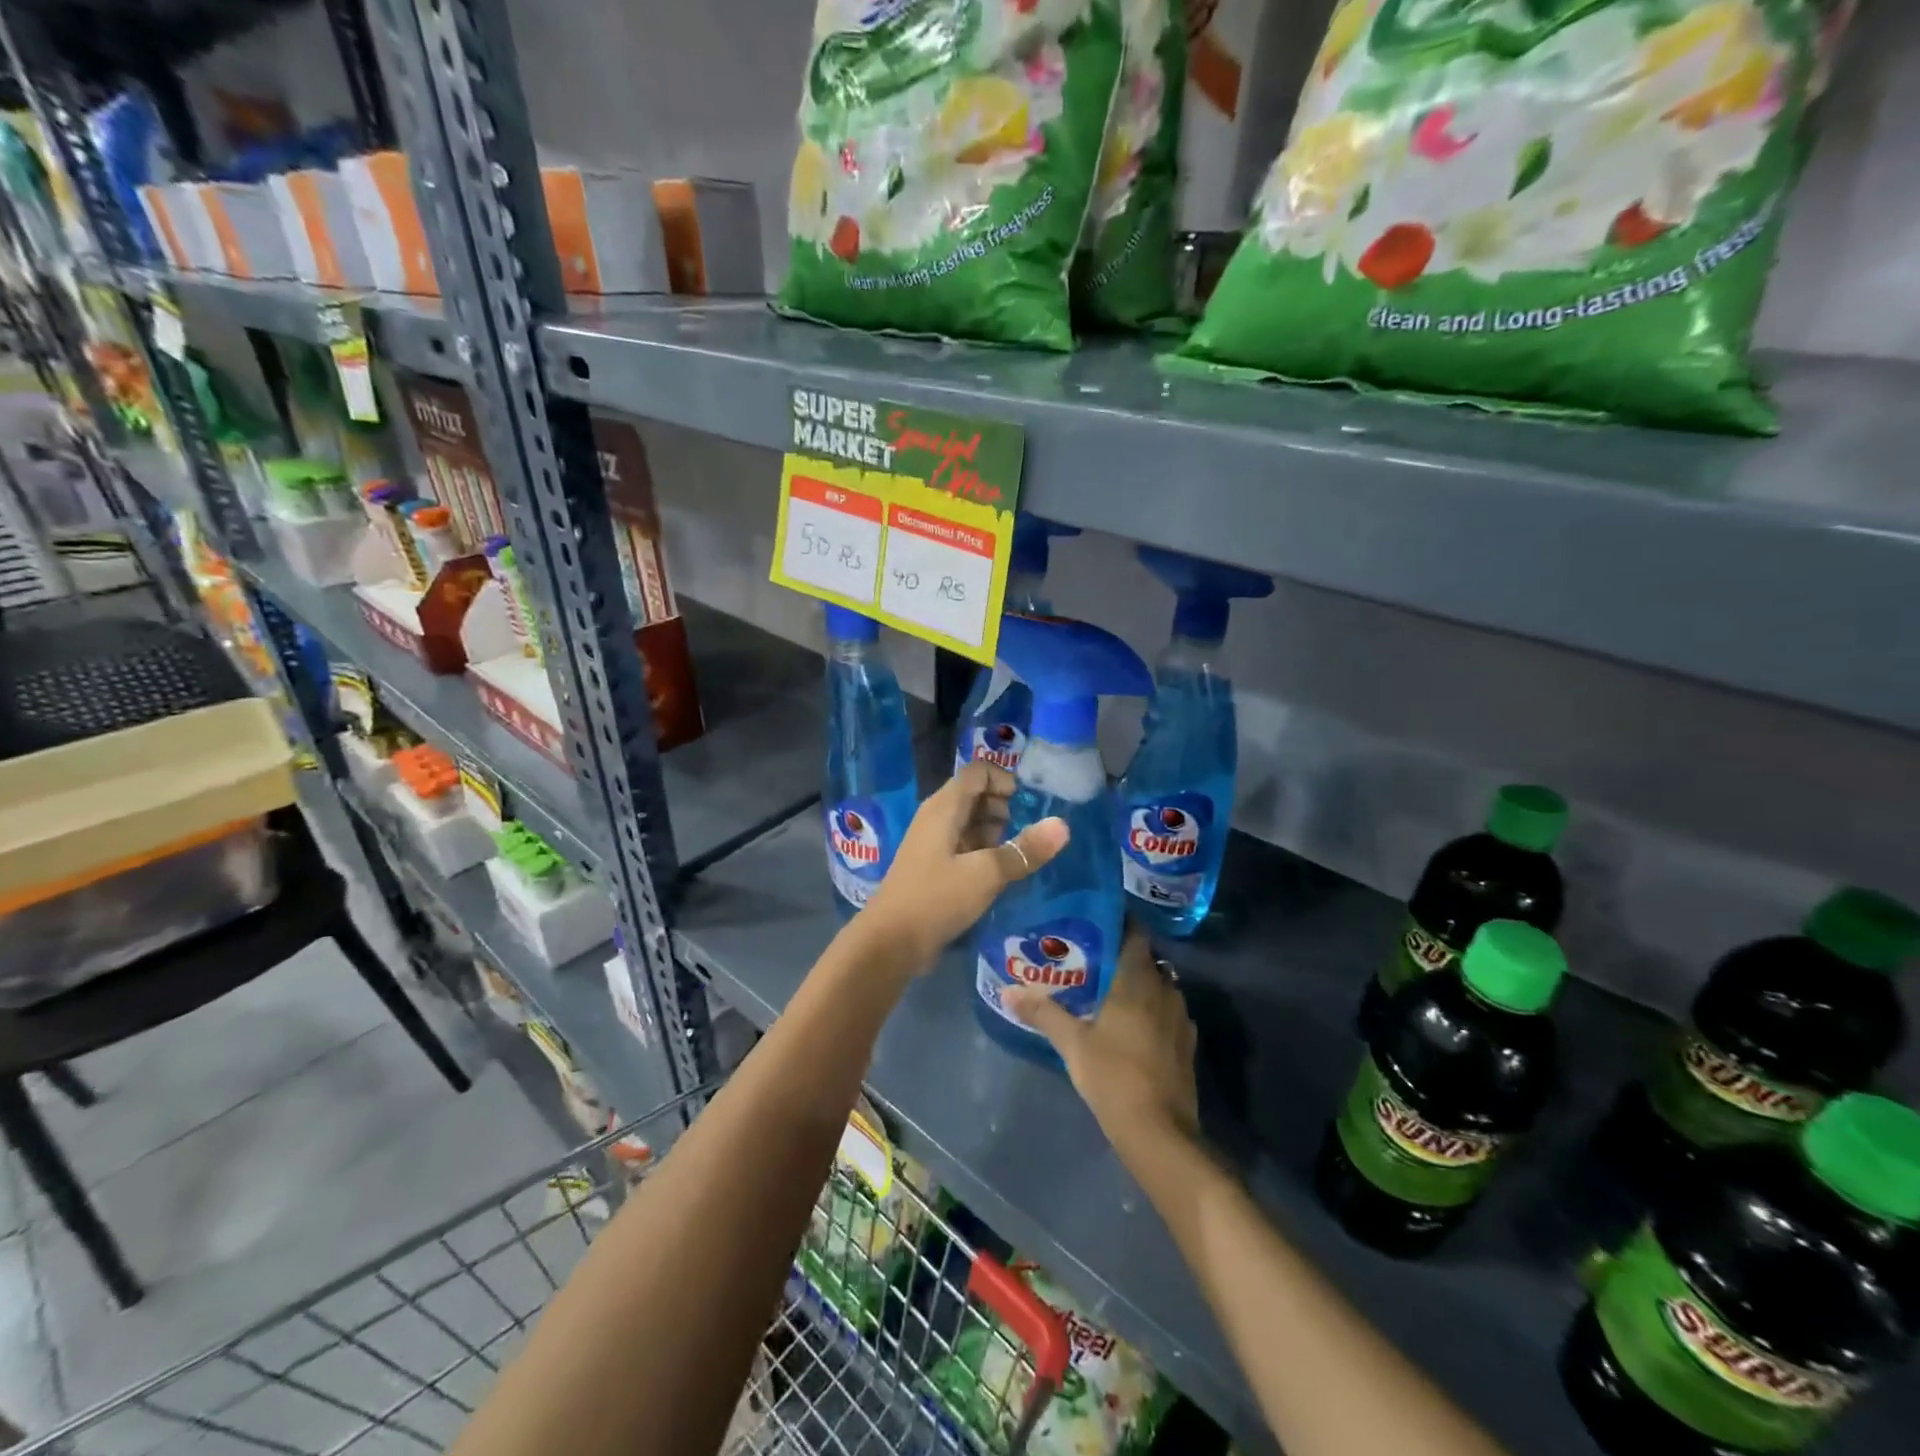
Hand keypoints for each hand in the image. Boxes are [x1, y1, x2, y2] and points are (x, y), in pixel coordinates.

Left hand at [861, 761, 1067, 969]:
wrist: (891, 942)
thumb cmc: (937, 898)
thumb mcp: (987, 873)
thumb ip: (1025, 850)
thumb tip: (1063, 825)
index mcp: (945, 807)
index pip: (978, 772)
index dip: (1005, 779)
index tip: (1030, 803)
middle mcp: (937, 817)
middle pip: (976, 795)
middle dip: (1005, 807)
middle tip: (1029, 832)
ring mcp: (934, 843)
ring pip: (971, 822)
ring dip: (997, 832)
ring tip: (1021, 854)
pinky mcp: (934, 867)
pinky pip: (964, 846)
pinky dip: (985, 851)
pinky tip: (1003, 872)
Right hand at [1006, 928, 1198, 1151]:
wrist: (1160, 1132)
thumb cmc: (1113, 1075)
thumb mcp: (1072, 1043)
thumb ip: (1043, 1012)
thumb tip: (1009, 990)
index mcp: (1138, 979)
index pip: (1134, 932)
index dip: (1117, 922)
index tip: (1093, 920)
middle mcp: (1165, 989)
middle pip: (1144, 959)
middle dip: (1119, 955)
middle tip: (1089, 957)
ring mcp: (1180, 1017)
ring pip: (1157, 986)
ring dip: (1136, 984)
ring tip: (1105, 990)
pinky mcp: (1186, 1043)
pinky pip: (1166, 1012)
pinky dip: (1149, 1010)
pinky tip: (1129, 1025)